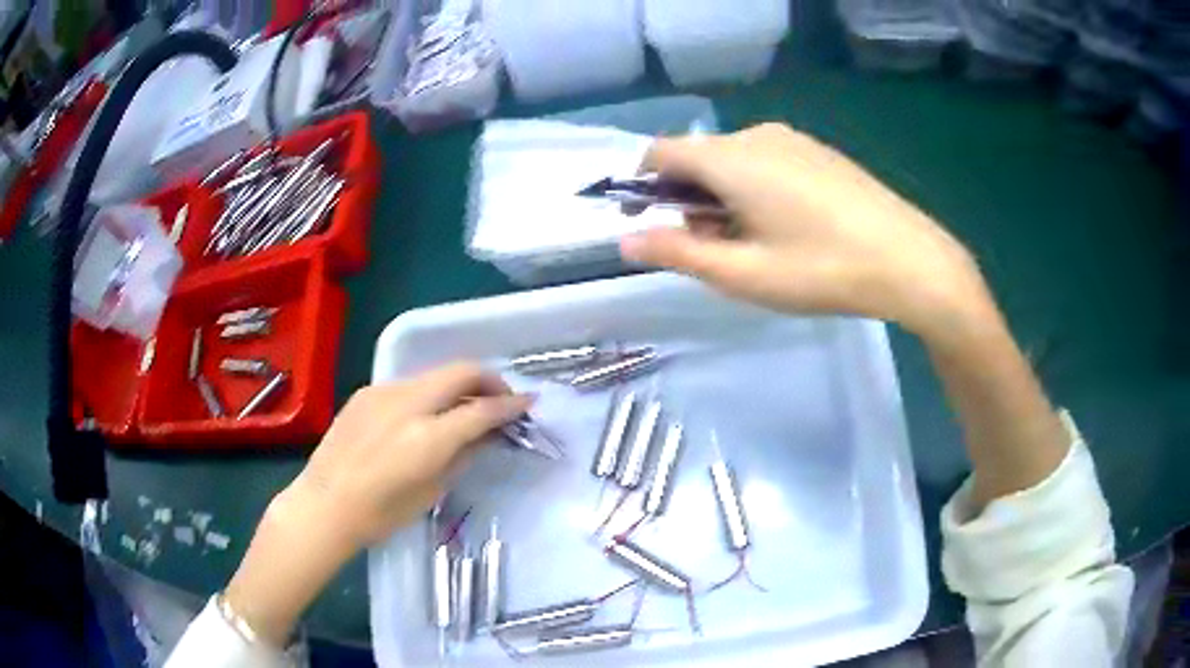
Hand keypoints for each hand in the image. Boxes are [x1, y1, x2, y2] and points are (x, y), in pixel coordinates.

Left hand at [288, 362, 530, 547]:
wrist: (325, 504)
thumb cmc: (381, 512)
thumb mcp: (432, 490)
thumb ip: (464, 455)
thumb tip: (487, 434)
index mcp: (429, 436)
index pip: (482, 409)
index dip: (511, 404)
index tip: (529, 403)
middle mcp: (408, 403)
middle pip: (461, 371)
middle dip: (489, 380)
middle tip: (501, 400)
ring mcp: (384, 392)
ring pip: (435, 374)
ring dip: (458, 385)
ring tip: (465, 407)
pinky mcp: (367, 392)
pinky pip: (409, 384)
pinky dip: (430, 392)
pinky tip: (426, 415)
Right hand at [621, 124, 992, 341]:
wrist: (909, 259)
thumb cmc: (821, 269)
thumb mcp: (742, 273)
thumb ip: (677, 252)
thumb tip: (625, 241)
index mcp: (730, 158)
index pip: (660, 153)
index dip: (640, 185)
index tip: (646, 223)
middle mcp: (755, 135)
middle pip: (697, 157)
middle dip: (687, 200)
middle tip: (712, 250)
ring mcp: (792, 139)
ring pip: (732, 160)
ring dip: (721, 197)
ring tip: (753, 245)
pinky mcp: (817, 151)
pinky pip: (764, 160)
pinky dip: (752, 189)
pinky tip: (786, 227)